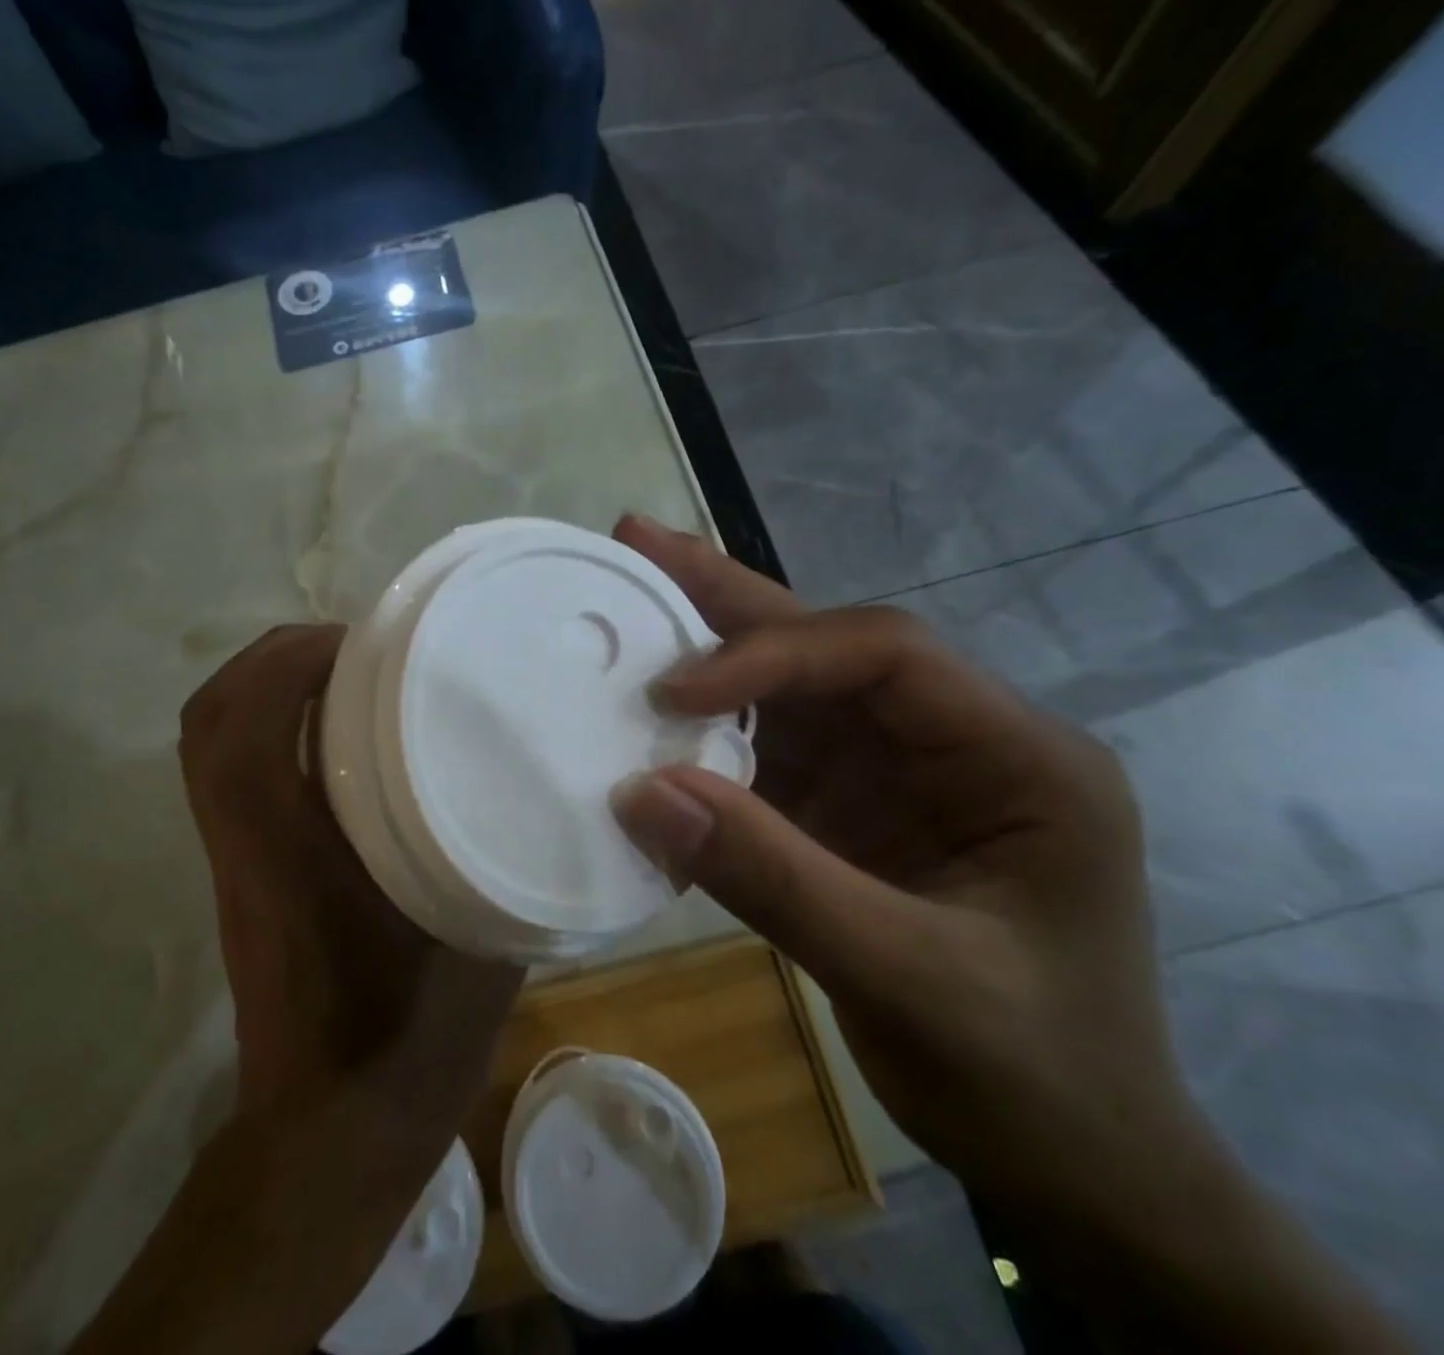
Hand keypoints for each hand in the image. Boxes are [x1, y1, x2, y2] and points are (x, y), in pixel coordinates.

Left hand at [179, 625, 523, 1125]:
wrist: (331, 1137)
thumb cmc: (407, 1043)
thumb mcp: (479, 939)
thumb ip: (504, 851)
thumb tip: (536, 774)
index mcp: (289, 858)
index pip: (243, 736)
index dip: (288, 667)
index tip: (363, 642)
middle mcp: (245, 845)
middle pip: (210, 722)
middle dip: (273, 659)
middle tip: (355, 646)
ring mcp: (235, 858)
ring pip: (211, 742)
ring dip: (267, 686)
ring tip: (345, 670)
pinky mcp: (245, 870)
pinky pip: (233, 769)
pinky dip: (271, 725)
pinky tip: (339, 730)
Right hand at [608, 515, 1197, 1218]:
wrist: (1072, 1163)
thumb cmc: (1028, 1074)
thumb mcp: (907, 978)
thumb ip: (773, 879)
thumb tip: (639, 793)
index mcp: (1015, 756)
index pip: (883, 656)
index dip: (771, 655)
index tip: (673, 695)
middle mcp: (954, 740)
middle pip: (830, 645)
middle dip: (731, 596)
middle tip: (639, 541)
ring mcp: (897, 773)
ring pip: (791, 688)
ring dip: (709, 650)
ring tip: (634, 598)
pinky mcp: (850, 809)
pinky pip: (767, 750)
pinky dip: (706, 735)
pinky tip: (652, 711)